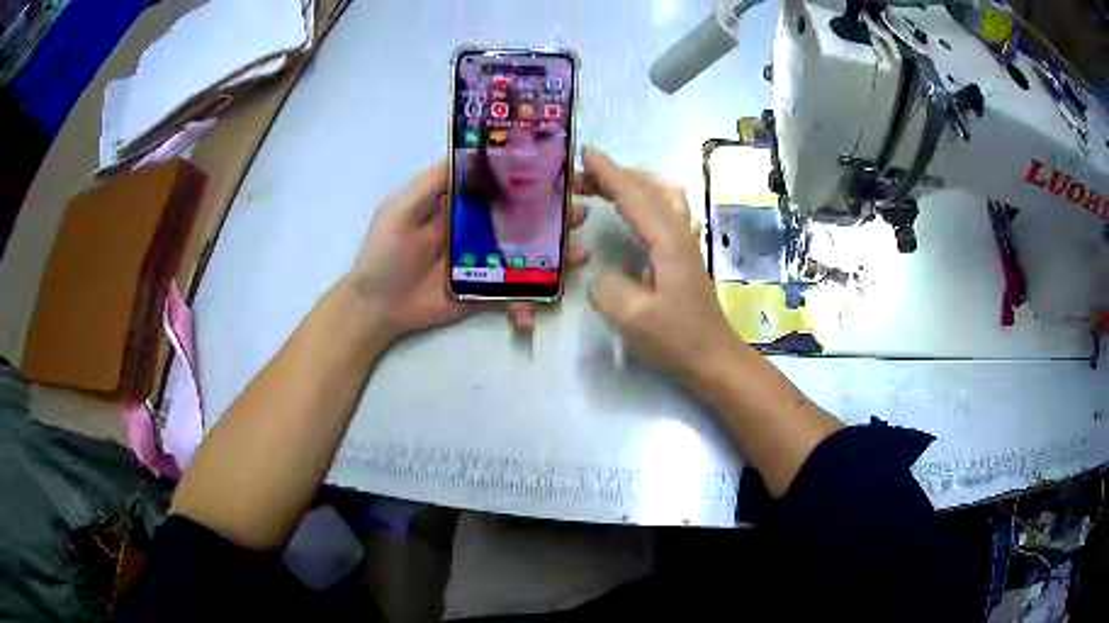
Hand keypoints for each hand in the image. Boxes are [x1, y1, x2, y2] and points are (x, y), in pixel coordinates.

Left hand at [347, 160, 590, 339]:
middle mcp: (477, 231)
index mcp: (460, 206)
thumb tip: (473, 154)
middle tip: (579, 214)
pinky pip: (512, 295)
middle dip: (553, 216)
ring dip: (555, 256)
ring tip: (580, 256)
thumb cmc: (384, 254)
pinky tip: (540, 308)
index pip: (501, 186)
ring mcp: (483, 264)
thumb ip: (434, 183)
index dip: (530, 179)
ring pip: (526, 256)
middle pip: (522, 220)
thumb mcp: (401, 209)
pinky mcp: (483, 294)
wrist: (375, 307)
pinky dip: (529, 302)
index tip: (562, 173)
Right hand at [581, 146, 740, 381]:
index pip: (634, 196)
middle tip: (584, 176)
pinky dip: (645, 199)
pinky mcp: (685, 255)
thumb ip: (606, 289)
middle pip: (651, 188)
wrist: (714, 357)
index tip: (585, 151)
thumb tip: (599, 273)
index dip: (609, 173)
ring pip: (663, 196)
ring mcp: (686, 243)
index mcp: (668, 242)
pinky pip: (666, 211)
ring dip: (634, 184)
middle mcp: (679, 234)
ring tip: (606, 186)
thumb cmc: (676, 339)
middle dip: (618, 175)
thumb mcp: (633, 319)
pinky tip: (633, 211)